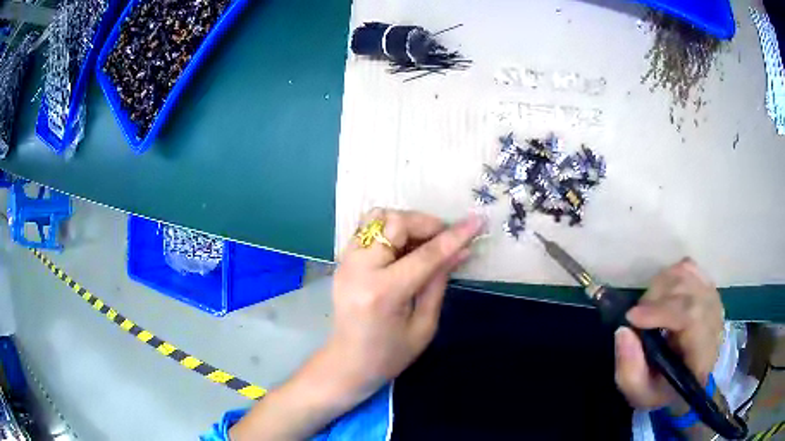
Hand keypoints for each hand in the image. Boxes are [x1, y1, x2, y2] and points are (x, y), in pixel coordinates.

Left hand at [230, 209, 483, 440]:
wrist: (348, 363)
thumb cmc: (390, 355)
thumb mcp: (424, 325)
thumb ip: (439, 282)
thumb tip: (461, 250)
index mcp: (383, 293)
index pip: (425, 255)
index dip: (455, 237)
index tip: (477, 222)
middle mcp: (359, 270)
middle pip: (396, 223)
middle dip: (427, 224)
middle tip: (444, 238)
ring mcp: (346, 262)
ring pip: (377, 218)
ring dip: (405, 223)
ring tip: (422, 242)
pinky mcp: (342, 261)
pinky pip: (367, 228)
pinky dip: (389, 229)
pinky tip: (402, 248)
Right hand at [614, 258, 724, 409]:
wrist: (689, 379)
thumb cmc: (664, 390)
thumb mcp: (641, 394)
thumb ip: (629, 371)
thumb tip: (622, 330)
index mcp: (702, 354)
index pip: (691, 316)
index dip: (661, 311)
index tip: (632, 318)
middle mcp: (714, 320)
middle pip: (686, 290)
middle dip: (654, 300)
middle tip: (637, 318)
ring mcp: (713, 298)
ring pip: (685, 273)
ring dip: (659, 286)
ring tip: (648, 308)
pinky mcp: (708, 286)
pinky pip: (688, 266)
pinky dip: (669, 275)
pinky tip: (662, 295)